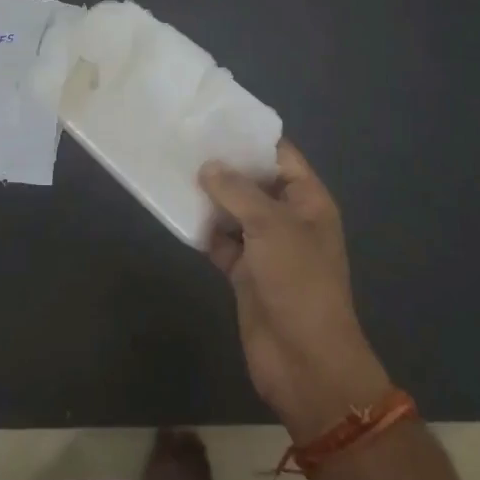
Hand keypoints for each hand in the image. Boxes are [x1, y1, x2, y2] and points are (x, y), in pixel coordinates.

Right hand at [201, 142, 391, 442]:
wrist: (305, 362)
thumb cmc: (298, 282)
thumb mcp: (270, 226)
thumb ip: (237, 191)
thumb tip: (208, 166)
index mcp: (307, 201)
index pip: (280, 155)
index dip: (250, 136)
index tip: (214, 117)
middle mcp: (287, 219)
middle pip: (253, 181)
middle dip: (223, 165)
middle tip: (183, 139)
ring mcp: (265, 247)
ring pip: (233, 211)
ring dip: (208, 197)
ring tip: (172, 168)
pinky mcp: (244, 273)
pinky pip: (220, 242)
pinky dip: (203, 230)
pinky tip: (176, 212)